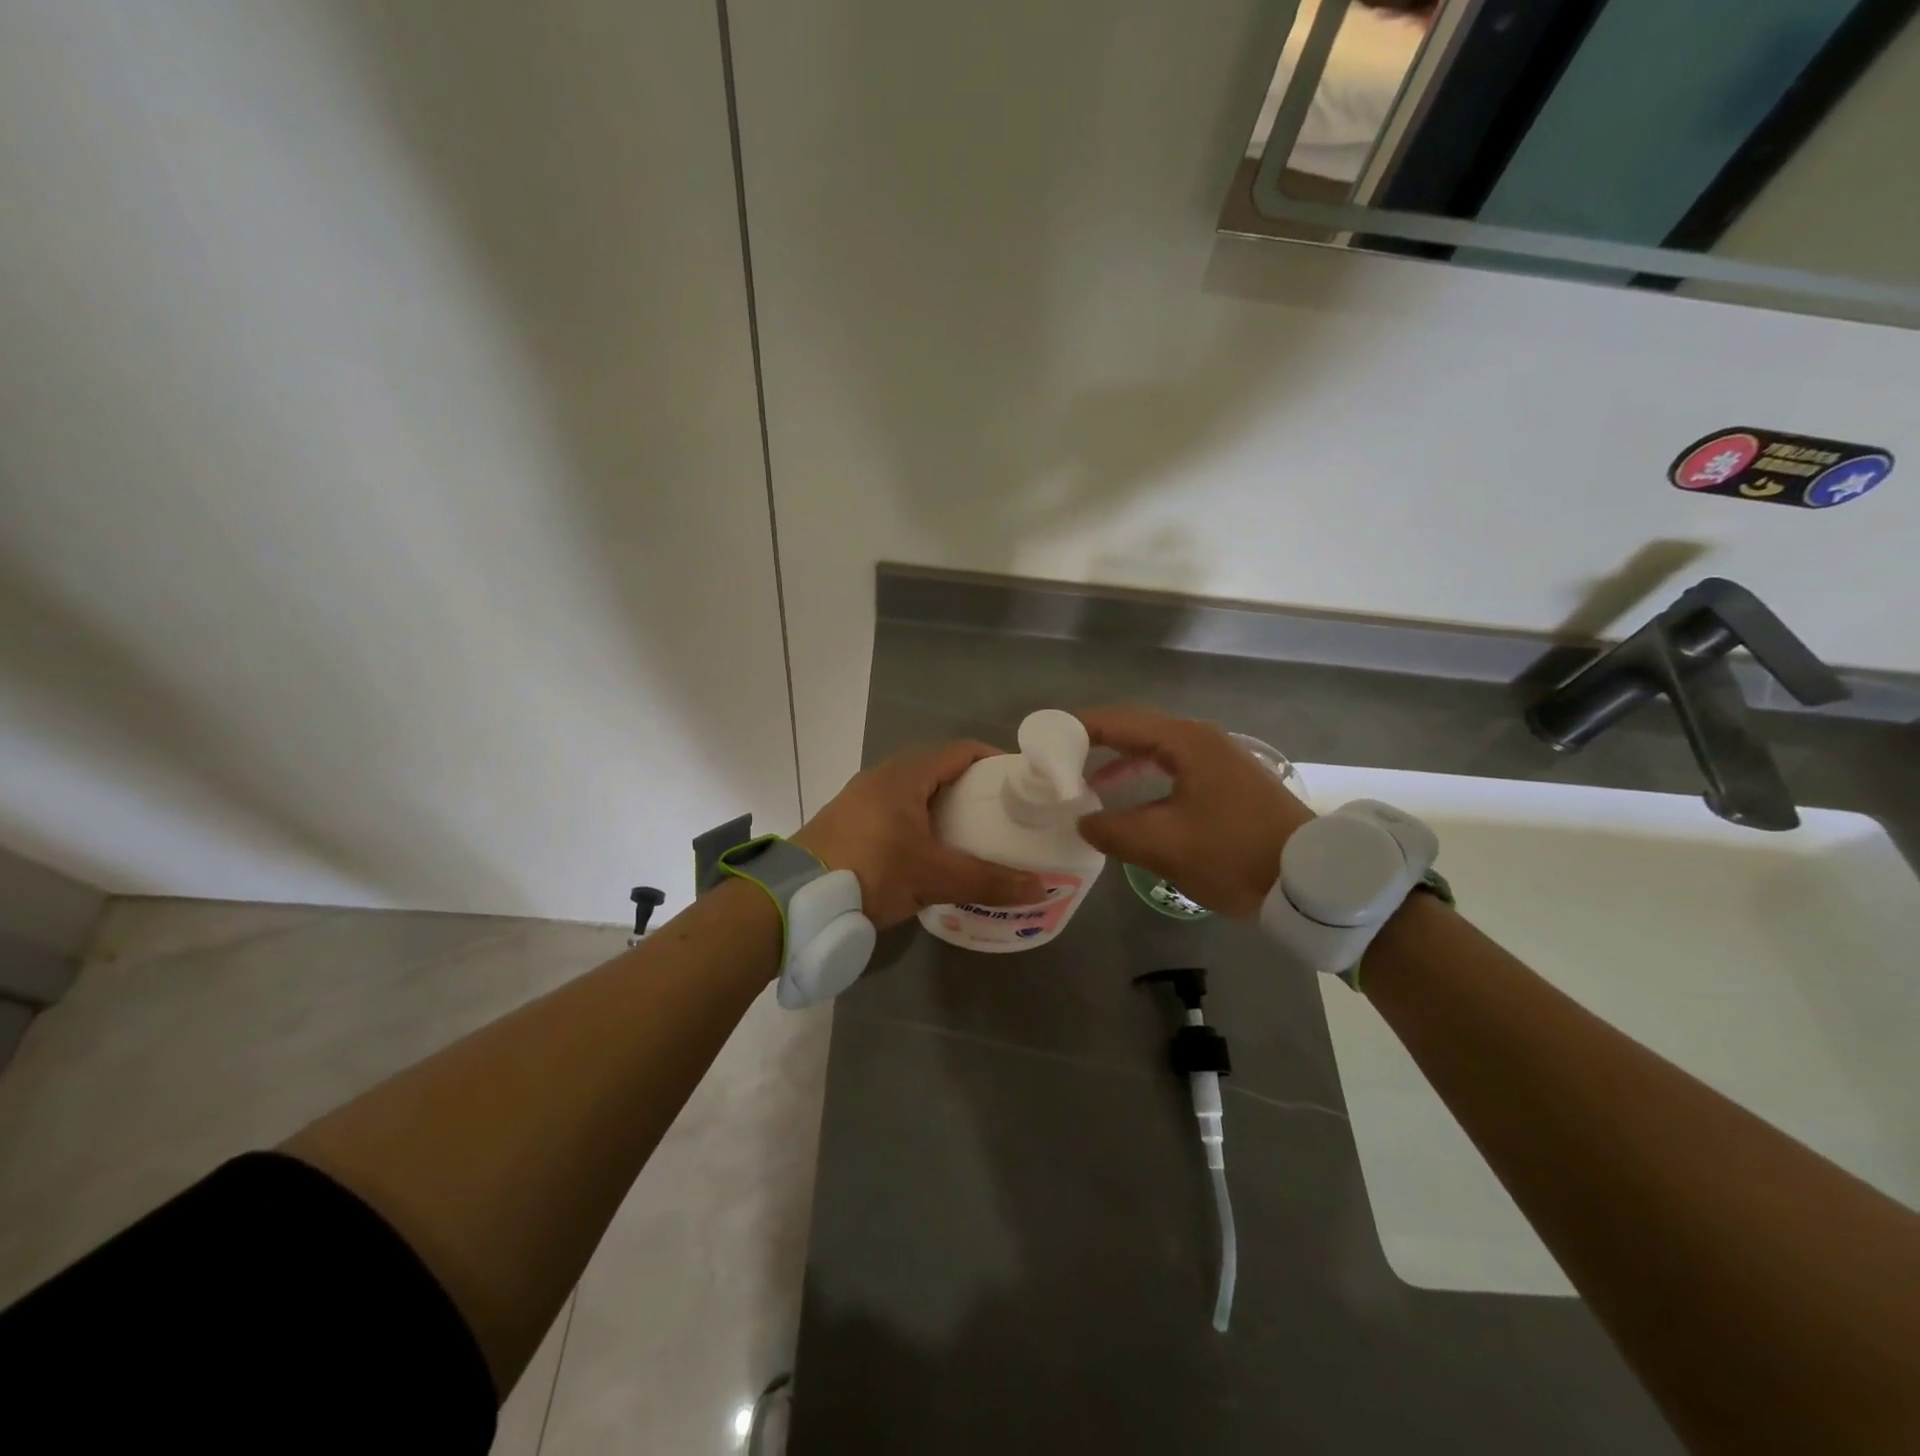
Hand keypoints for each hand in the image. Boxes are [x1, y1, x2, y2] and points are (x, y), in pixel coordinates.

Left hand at [793, 740, 1045, 928]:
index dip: (994, 760)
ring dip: (943, 806)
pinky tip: (929, 851)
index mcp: (906, 774)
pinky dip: (919, 821)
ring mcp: (861, 798)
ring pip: (914, 791)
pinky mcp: (847, 821)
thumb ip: (987, 881)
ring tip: (972, 833)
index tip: (1020, 782)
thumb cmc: (870, 871)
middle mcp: (882, 776)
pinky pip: (895, 810)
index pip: (961, 750)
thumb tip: (1041, 887)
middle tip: (1002, 812)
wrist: (794, 897)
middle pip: (938, 769)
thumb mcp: (933, 877)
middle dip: (972, 787)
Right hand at [1076, 706, 1314, 917]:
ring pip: (1154, 749)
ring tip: (1084, 782)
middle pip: (1135, 729)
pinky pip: (1172, 767)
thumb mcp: (1164, 845)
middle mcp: (1200, 739)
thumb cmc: (1233, 853)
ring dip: (1118, 763)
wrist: (1310, 877)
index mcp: (1185, 742)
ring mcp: (1217, 759)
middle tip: (1058, 758)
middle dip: (1095, 742)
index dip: (1078, 728)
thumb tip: (1081, 821)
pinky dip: (1142, 777)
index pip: (1118, 721)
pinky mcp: (1226, 782)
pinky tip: (1128, 802)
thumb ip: (1112, 831)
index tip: (1045, 738)